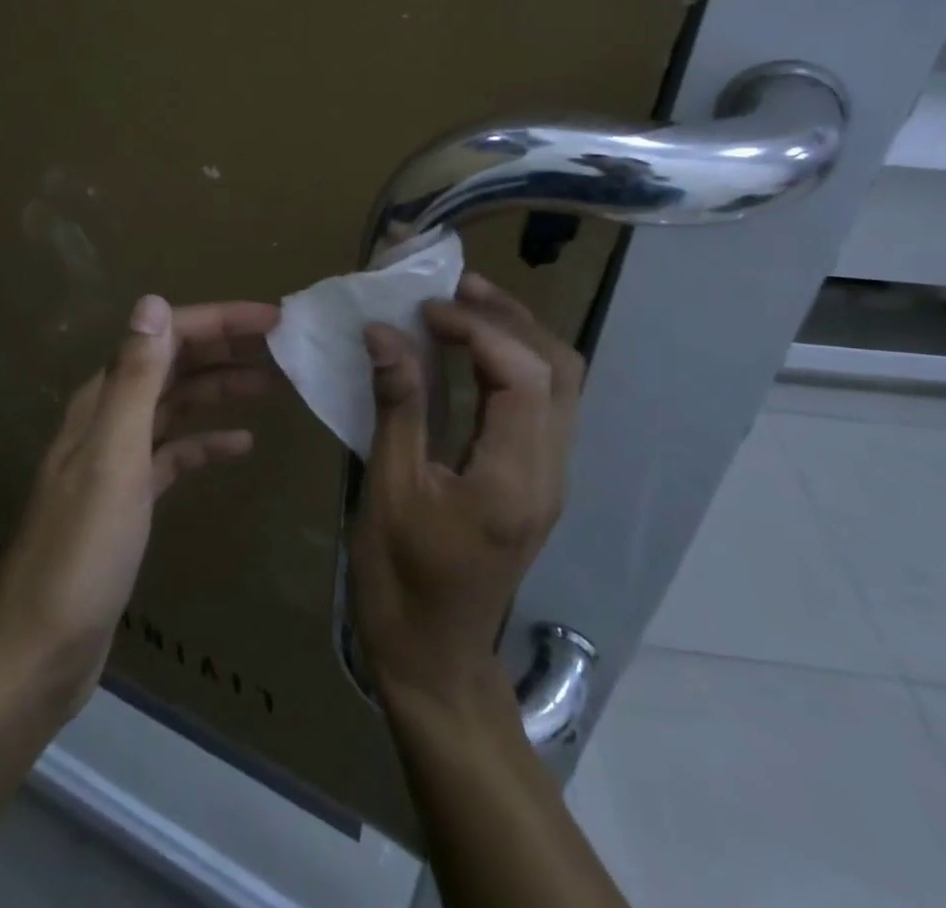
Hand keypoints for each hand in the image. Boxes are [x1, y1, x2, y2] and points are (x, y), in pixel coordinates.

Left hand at [0, 293, 279, 713]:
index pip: (167, 338)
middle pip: (175, 366)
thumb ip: (134, 379)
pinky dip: (207, 442)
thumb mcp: (113, 458)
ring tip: (275, 384)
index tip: (274, 321)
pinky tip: (241, 444)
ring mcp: (118, 460)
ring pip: (178, 406)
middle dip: (227, 349)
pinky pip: (174, 453)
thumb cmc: (80, 553)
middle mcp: (109, 419)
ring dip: (222, 389)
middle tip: (285, 347)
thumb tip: (154, 302)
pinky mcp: (129, 500)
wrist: (38, 654)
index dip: (220, 322)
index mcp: (103, 401)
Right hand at [349, 273, 584, 710]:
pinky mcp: (540, 479)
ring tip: (464, 305)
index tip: (424, 310)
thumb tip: (383, 331)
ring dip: (517, 334)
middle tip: (453, 288)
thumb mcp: (387, 489)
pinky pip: (545, 401)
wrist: (434, 656)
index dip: (477, 327)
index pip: (522, 374)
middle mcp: (550, 472)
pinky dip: (514, 362)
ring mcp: (552, 477)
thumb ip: (396, 405)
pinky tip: (472, 351)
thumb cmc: (401, 578)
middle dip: (507, 317)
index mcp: (514, 479)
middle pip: (558, 368)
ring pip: (561, 381)